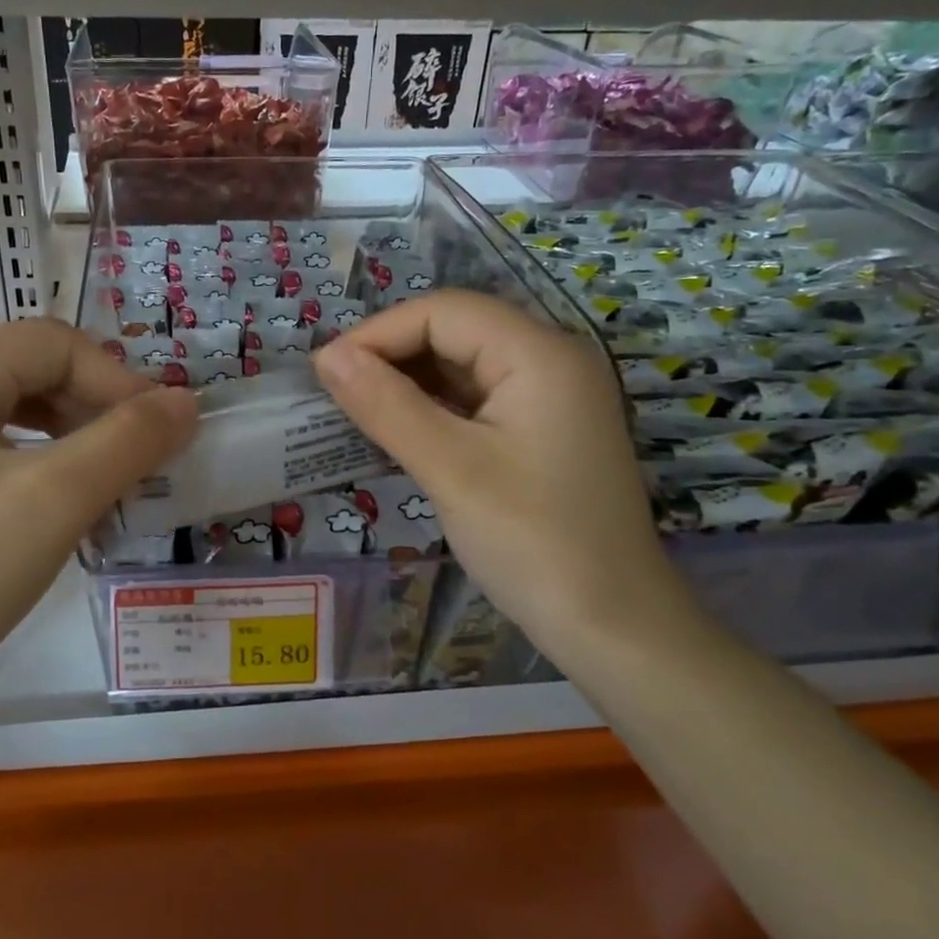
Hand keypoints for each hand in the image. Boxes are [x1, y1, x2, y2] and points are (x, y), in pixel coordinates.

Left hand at [0, 319, 198, 715]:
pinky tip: (62, 511)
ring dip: (74, 437)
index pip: (53, 342)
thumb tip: (187, 401)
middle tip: (139, 455)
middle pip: (32, 372)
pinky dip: (43, 470)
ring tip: (109, 481)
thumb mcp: (56, 499)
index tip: (158, 430)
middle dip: (96, 404)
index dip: (115, 376)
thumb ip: (128, 441)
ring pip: (16, 418)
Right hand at [313, 290, 675, 642]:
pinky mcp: (544, 431)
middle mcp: (551, 360)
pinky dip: (434, 409)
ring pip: (464, 366)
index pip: (444, 312)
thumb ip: (386, 405)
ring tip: (356, 412)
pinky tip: (400, 432)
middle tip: (335, 394)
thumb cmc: (533, 542)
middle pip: (456, 331)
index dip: (378, 333)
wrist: (614, 626)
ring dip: (408, 382)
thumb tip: (327, 356)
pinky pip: (478, 400)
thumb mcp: (451, 469)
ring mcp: (552, 397)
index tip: (324, 373)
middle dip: (391, 355)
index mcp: (539, 354)